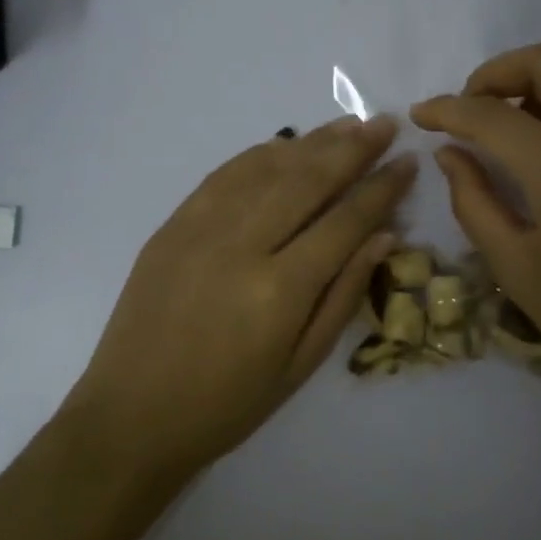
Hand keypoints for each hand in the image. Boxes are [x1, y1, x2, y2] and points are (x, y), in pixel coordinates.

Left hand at [62, 116, 416, 478]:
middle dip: (352, 149)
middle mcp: (242, 245)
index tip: (407, 162)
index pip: (345, 222)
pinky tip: (285, 143)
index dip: (381, 189)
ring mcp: (200, 228)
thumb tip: (383, 236)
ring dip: (311, 142)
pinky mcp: (172, 224)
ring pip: (266, 168)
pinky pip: (224, 175)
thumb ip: (343, 295)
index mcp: (279, 289)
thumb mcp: (300, 365)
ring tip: (347, 125)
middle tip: (384, 124)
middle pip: (307, 180)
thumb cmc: (226, 405)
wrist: (132, 415)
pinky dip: (259, 154)